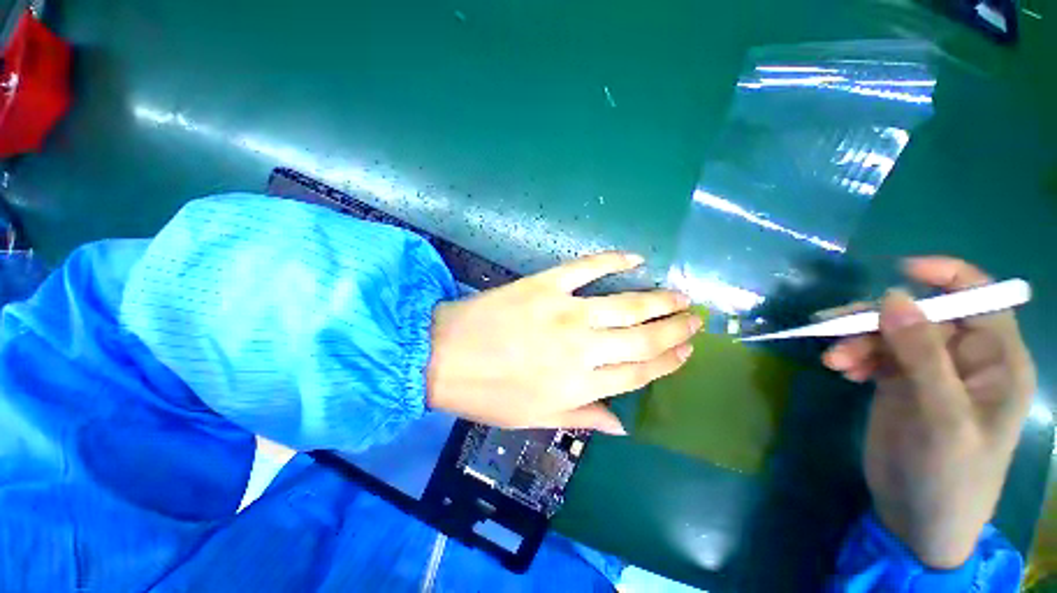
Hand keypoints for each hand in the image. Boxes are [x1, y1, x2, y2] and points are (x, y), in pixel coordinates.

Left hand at [426, 252, 698, 434]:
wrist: (443, 356)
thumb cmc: (488, 393)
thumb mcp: (536, 417)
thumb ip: (583, 415)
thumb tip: (623, 424)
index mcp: (579, 384)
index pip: (639, 373)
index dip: (668, 363)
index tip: (686, 352)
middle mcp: (582, 348)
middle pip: (643, 339)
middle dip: (675, 330)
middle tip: (695, 320)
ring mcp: (565, 311)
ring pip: (626, 305)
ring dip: (659, 300)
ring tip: (682, 296)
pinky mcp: (546, 284)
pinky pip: (587, 267)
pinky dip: (613, 259)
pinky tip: (636, 258)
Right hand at [823, 257, 1035, 568]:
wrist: (918, 519)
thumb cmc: (949, 475)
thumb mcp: (941, 418)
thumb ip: (922, 356)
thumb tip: (893, 296)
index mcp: (995, 361)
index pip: (980, 298)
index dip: (946, 276)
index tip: (899, 270)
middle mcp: (964, 358)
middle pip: (921, 315)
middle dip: (878, 320)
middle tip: (837, 333)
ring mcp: (929, 371)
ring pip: (890, 333)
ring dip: (858, 340)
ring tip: (834, 362)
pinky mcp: (900, 384)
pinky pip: (875, 353)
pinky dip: (854, 356)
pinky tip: (840, 370)